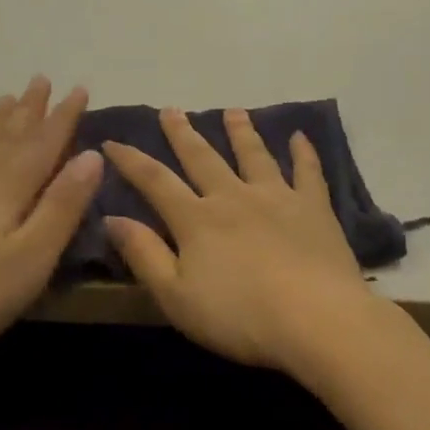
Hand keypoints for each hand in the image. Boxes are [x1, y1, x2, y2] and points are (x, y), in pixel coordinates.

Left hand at [0, 77, 100, 393]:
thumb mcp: (33, 256)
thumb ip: (63, 205)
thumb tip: (92, 155)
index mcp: (7, 188)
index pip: (43, 143)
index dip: (64, 116)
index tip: (80, 88)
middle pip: (7, 137)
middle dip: (28, 109)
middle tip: (40, 79)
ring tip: (4, 98)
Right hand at [102, 107, 379, 372]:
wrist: (316, 319)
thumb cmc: (240, 317)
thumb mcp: (176, 297)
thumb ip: (145, 255)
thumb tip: (113, 218)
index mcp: (197, 220)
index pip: (155, 182)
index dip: (131, 161)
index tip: (112, 140)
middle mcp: (234, 197)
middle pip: (203, 158)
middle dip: (183, 134)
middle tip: (172, 110)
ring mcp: (277, 197)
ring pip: (254, 155)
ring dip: (241, 131)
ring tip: (233, 111)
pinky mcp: (314, 208)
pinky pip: (308, 171)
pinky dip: (303, 152)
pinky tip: (300, 136)